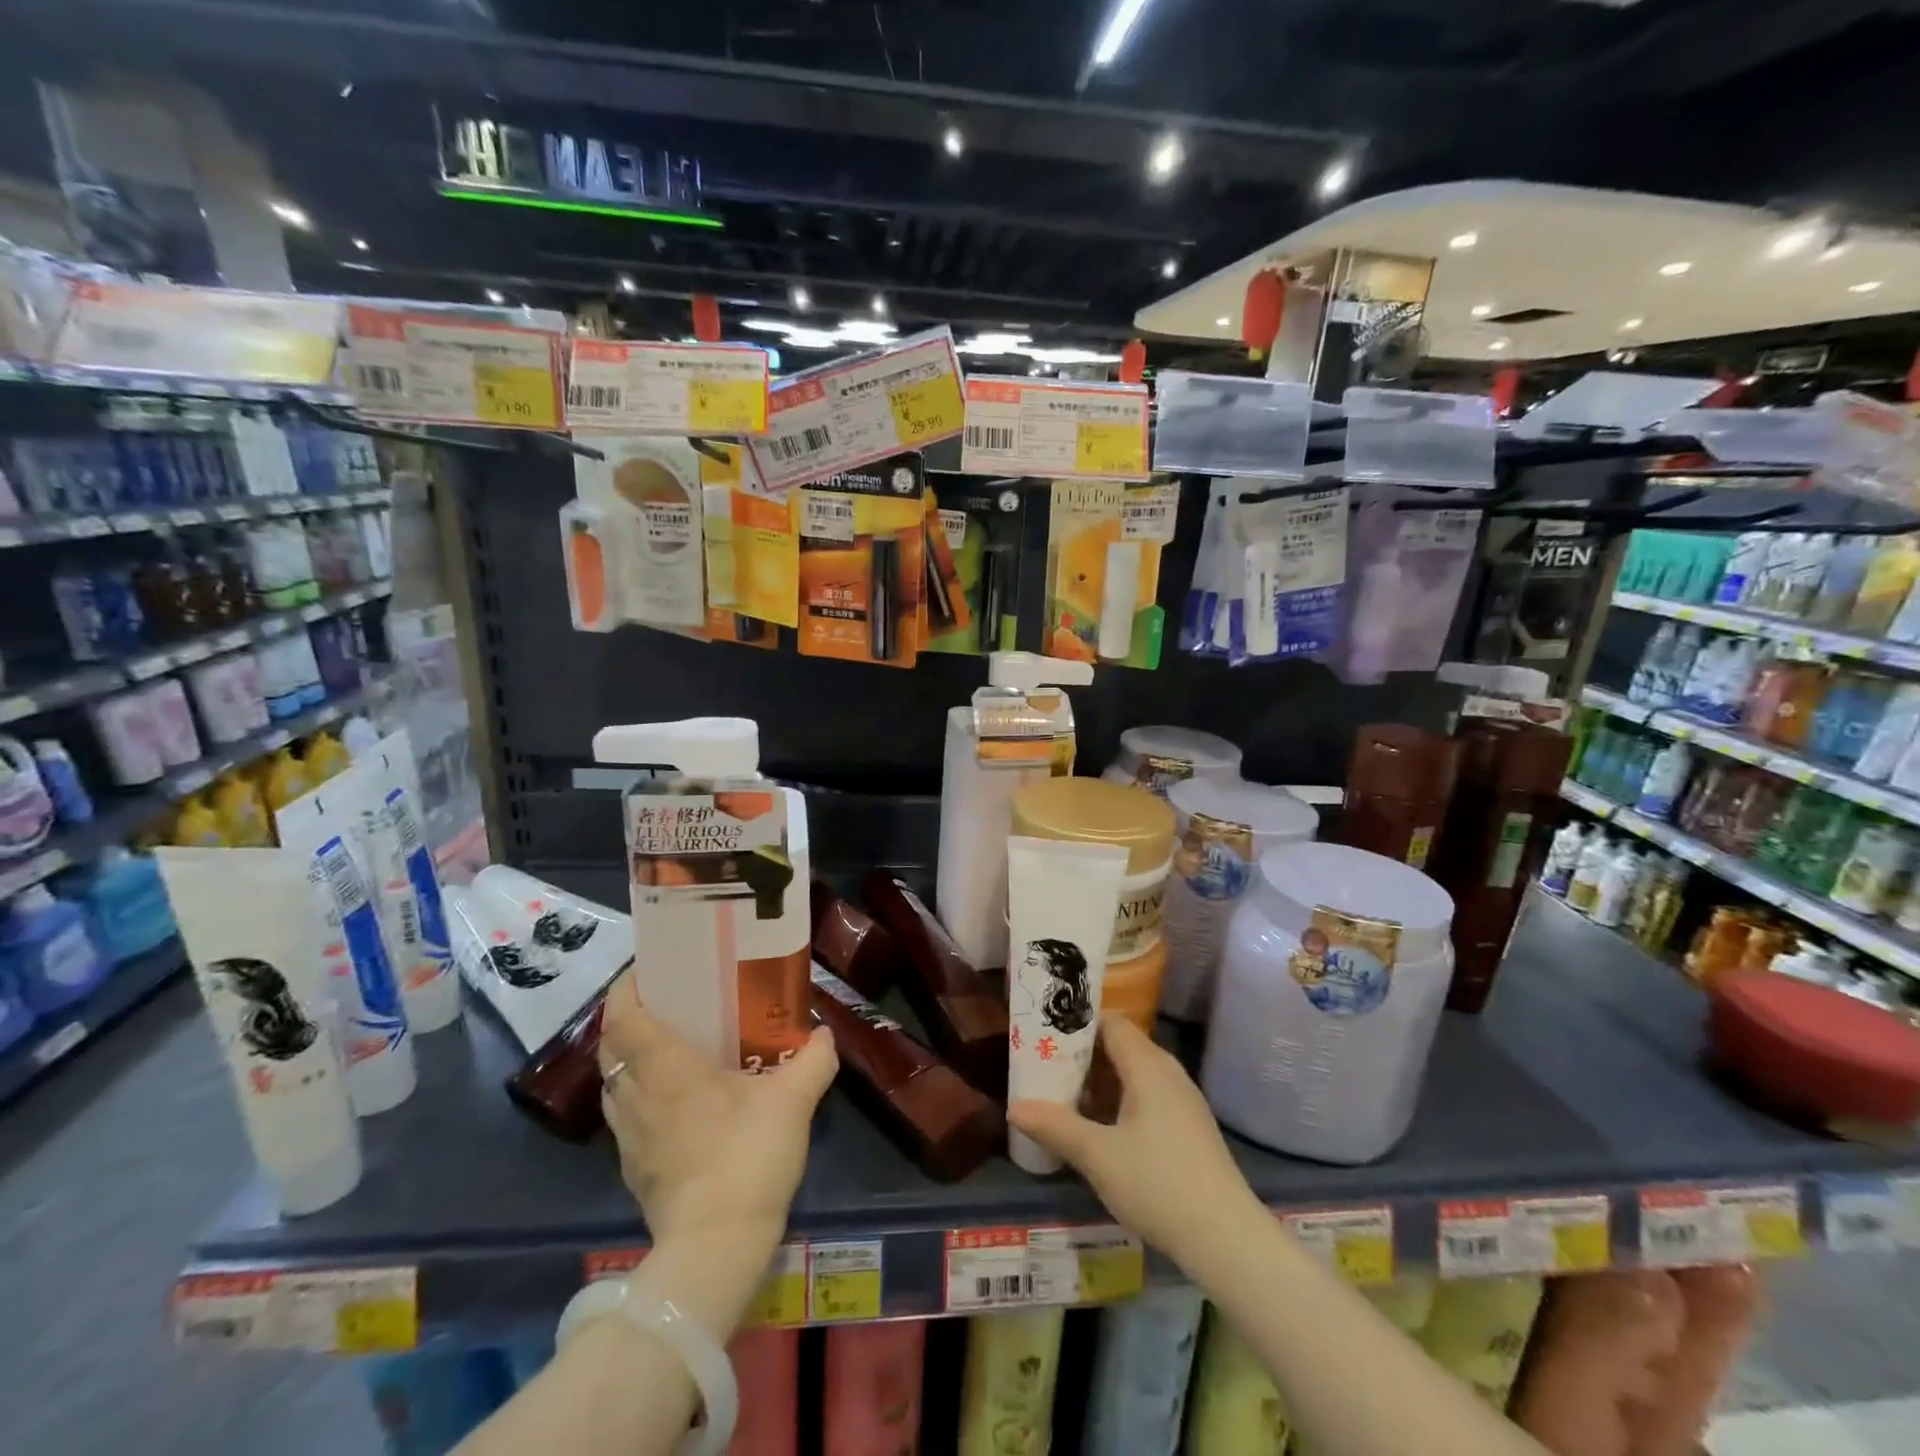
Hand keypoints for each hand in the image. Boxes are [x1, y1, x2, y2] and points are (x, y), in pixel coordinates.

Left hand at [597, 970, 837, 1248]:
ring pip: (614, 1082)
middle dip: (630, 1018)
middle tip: (669, 1004)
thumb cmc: (747, 1156)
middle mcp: (636, 1094)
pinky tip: (673, 1103)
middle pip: (612, 1045)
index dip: (627, 986)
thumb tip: (823, 1034)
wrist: (715, 1247)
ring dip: (631, 1059)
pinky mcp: (632, 1167)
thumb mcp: (793, 1099)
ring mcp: (628, 1135)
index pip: (622, 1015)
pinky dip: (639, 1096)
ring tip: (669, 1049)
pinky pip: (625, 1115)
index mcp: (665, 1067)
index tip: (649, 969)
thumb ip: (812, 1059)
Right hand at [1007, 1015, 1262, 1272]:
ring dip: (1099, 1082)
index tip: (1044, 1034)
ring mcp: (1182, 1101)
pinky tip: (1099, 1129)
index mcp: (1148, 1065)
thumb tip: (1014, 1107)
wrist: (1227, 1239)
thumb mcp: (1098, 1156)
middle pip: (1120, 1047)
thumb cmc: (1158, 1183)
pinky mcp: (1188, 1128)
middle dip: (1082, 1055)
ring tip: (1063, 1097)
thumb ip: (1055, 1127)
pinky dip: (1119, 1102)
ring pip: (1133, 1075)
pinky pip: (1147, 1097)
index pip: (1110, 1023)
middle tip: (1044, 1067)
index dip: (1077, 1024)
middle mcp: (1168, 1073)